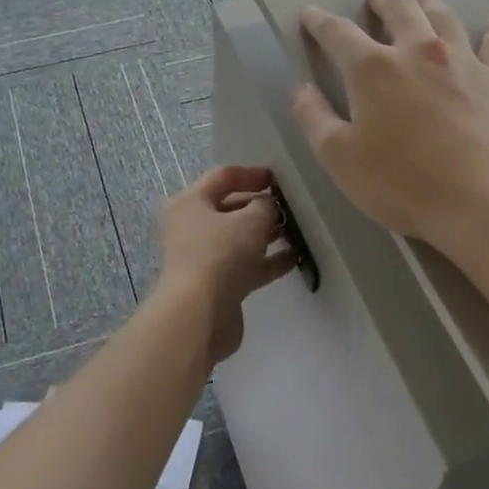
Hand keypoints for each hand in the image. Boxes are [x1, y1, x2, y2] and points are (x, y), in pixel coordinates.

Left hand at [155, 164, 297, 363]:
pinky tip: (294, 258)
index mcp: (191, 202)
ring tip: (297, 231)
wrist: (198, 315)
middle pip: (230, 208)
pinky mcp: (217, 284)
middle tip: (291, 208)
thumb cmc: (219, 254)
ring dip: (266, 234)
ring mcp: (204, 257)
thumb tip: (268, 206)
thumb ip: (265, 206)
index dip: (252, 174)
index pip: (223, 177)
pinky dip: (267, 261)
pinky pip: (246, 265)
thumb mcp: (249, 221)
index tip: (279, 179)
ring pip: (239, 239)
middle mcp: (192, 227)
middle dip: (261, 206)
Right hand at [290, 0, 488, 254]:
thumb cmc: (403, 183)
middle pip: (398, 11)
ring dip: (428, 1)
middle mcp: (417, 52)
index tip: (310, 13)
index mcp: (373, 69)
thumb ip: (314, 118)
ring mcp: (462, 62)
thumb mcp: (340, 158)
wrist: (485, 204)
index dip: (320, 22)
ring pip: (442, 17)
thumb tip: (300, 89)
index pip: (338, 34)